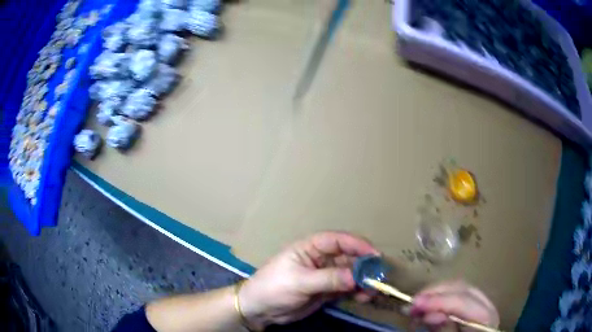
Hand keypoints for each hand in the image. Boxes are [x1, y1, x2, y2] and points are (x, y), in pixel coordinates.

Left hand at [238, 231, 379, 327]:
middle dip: (363, 265)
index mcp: (310, 248)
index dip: (357, 244)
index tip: (374, 254)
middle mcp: (320, 259)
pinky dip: (357, 291)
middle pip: (347, 257)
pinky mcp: (326, 291)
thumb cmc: (274, 288)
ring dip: (363, 280)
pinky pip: (346, 288)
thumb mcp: (299, 282)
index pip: (337, 240)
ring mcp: (324, 276)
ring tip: (375, 289)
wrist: (260, 309)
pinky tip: (365, 297)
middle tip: (379, 275)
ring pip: (349, 274)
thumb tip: (356, 277)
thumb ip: (328, 279)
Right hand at [410, 280, 499, 330]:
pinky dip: (440, 298)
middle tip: (412, 302)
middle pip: (463, 288)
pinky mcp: (474, 306)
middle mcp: (487, 305)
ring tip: (416, 304)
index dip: (439, 301)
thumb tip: (430, 315)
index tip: (414, 304)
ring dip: (436, 294)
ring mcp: (482, 304)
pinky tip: (427, 306)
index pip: (464, 301)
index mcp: (486, 318)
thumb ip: (445, 330)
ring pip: (460, 288)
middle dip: (436, 293)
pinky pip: (457, 295)